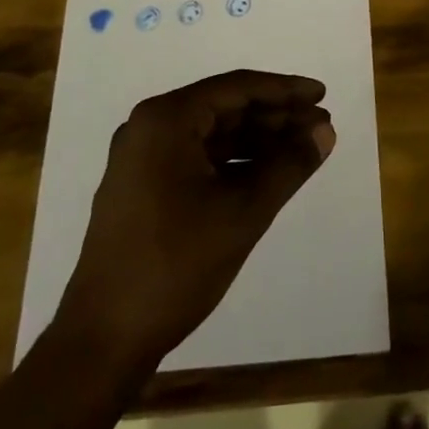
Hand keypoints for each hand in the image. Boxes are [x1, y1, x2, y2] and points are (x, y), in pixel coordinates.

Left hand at [55, 70, 334, 369]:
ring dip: (259, 140)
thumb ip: (289, 165)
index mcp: (166, 120)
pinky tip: (268, 173)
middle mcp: (149, 128)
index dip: (285, 90)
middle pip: (225, 108)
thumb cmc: (175, 265)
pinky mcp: (143, 188)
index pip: (237, 88)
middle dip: (276, 116)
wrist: (103, 340)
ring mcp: (142, 159)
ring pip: (213, 135)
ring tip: (304, 148)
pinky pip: (198, 158)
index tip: (323, 95)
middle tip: (321, 126)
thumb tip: (325, 131)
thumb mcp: (243, 212)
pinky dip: (235, 162)